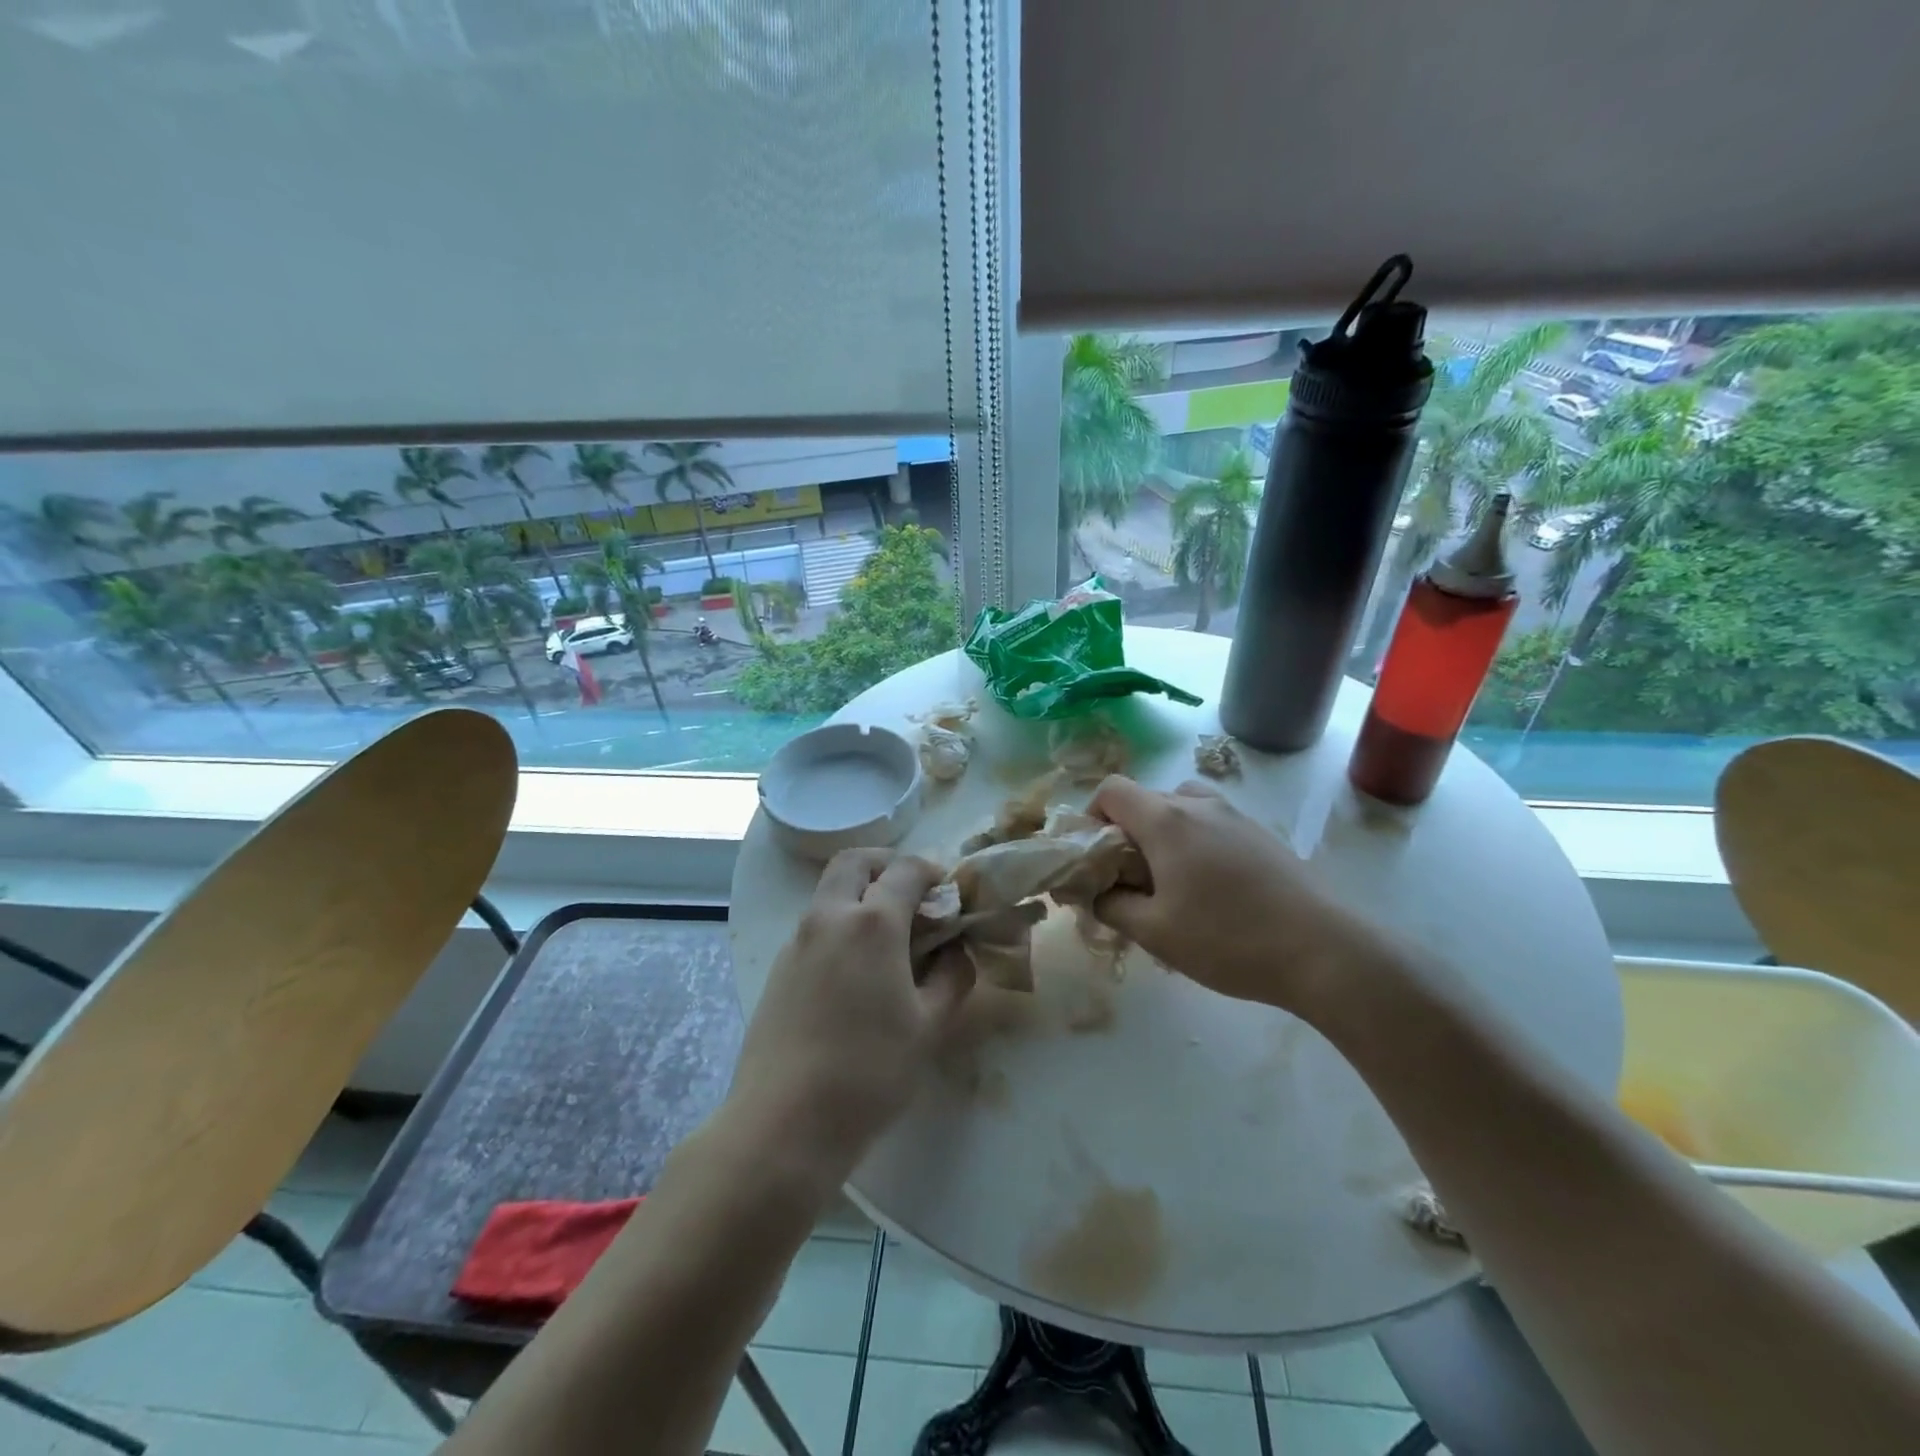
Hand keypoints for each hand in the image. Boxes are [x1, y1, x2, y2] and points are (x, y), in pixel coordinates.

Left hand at [729, 849, 972, 1189]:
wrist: (783, 1123)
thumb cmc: (869, 1072)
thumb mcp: (928, 1027)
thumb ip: (952, 978)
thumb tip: (957, 951)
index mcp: (871, 923)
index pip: (905, 870)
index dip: (932, 872)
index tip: (950, 891)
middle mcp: (829, 917)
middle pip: (854, 862)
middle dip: (886, 864)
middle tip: (912, 893)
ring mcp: (796, 941)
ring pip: (829, 892)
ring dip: (860, 894)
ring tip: (889, 936)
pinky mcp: (778, 968)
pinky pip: (814, 925)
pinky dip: (840, 924)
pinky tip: (857, 971)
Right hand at [1088, 777, 1386, 1012]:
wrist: (1325, 950)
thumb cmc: (1228, 938)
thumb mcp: (1155, 932)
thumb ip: (1112, 906)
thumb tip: (1095, 893)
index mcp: (1166, 819)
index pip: (1111, 789)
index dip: (1092, 816)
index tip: (1096, 856)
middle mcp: (1199, 804)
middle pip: (1145, 798)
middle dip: (1125, 832)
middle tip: (1128, 879)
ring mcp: (1235, 816)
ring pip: (1181, 808)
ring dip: (1162, 835)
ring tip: (1169, 882)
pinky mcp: (1261, 834)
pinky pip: (1211, 824)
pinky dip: (1194, 843)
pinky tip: (1211, 891)